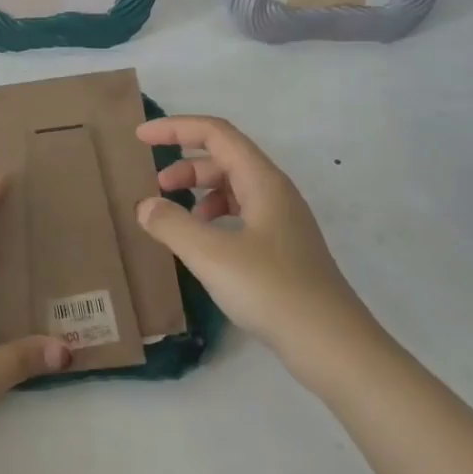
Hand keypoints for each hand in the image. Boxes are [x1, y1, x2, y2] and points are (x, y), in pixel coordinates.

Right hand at [134, 115, 382, 378]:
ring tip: (174, 217)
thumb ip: (171, 224)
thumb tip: (145, 205)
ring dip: (199, 192)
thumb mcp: (211, 255)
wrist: (332, 344)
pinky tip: (202, 244)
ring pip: (234, 188)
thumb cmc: (271, 290)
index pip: (215, 134)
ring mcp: (282, 222)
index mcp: (263, 181)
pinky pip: (241, 215)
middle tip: (155, 186)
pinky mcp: (283, 250)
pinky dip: (214, 218)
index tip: (140, 137)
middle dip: (185, 165)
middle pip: (225, 158)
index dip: (176, 128)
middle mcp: (275, 193)